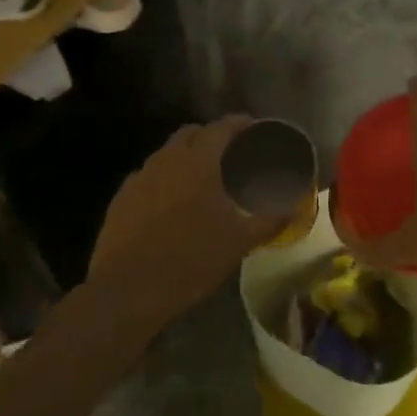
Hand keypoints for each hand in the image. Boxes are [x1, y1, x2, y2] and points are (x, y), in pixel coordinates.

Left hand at [88, 117, 290, 330]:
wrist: (126, 292)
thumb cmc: (189, 260)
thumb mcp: (239, 243)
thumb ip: (270, 221)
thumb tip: (296, 208)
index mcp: (198, 162)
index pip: (222, 127)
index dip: (240, 124)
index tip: (255, 129)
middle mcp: (167, 160)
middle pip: (191, 133)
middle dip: (212, 136)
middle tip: (230, 155)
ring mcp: (140, 177)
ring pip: (167, 154)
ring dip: (186, 157)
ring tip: (202, 180)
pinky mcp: (121, 198)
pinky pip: (148, 176)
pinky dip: (165, 180)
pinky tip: (172, 205)